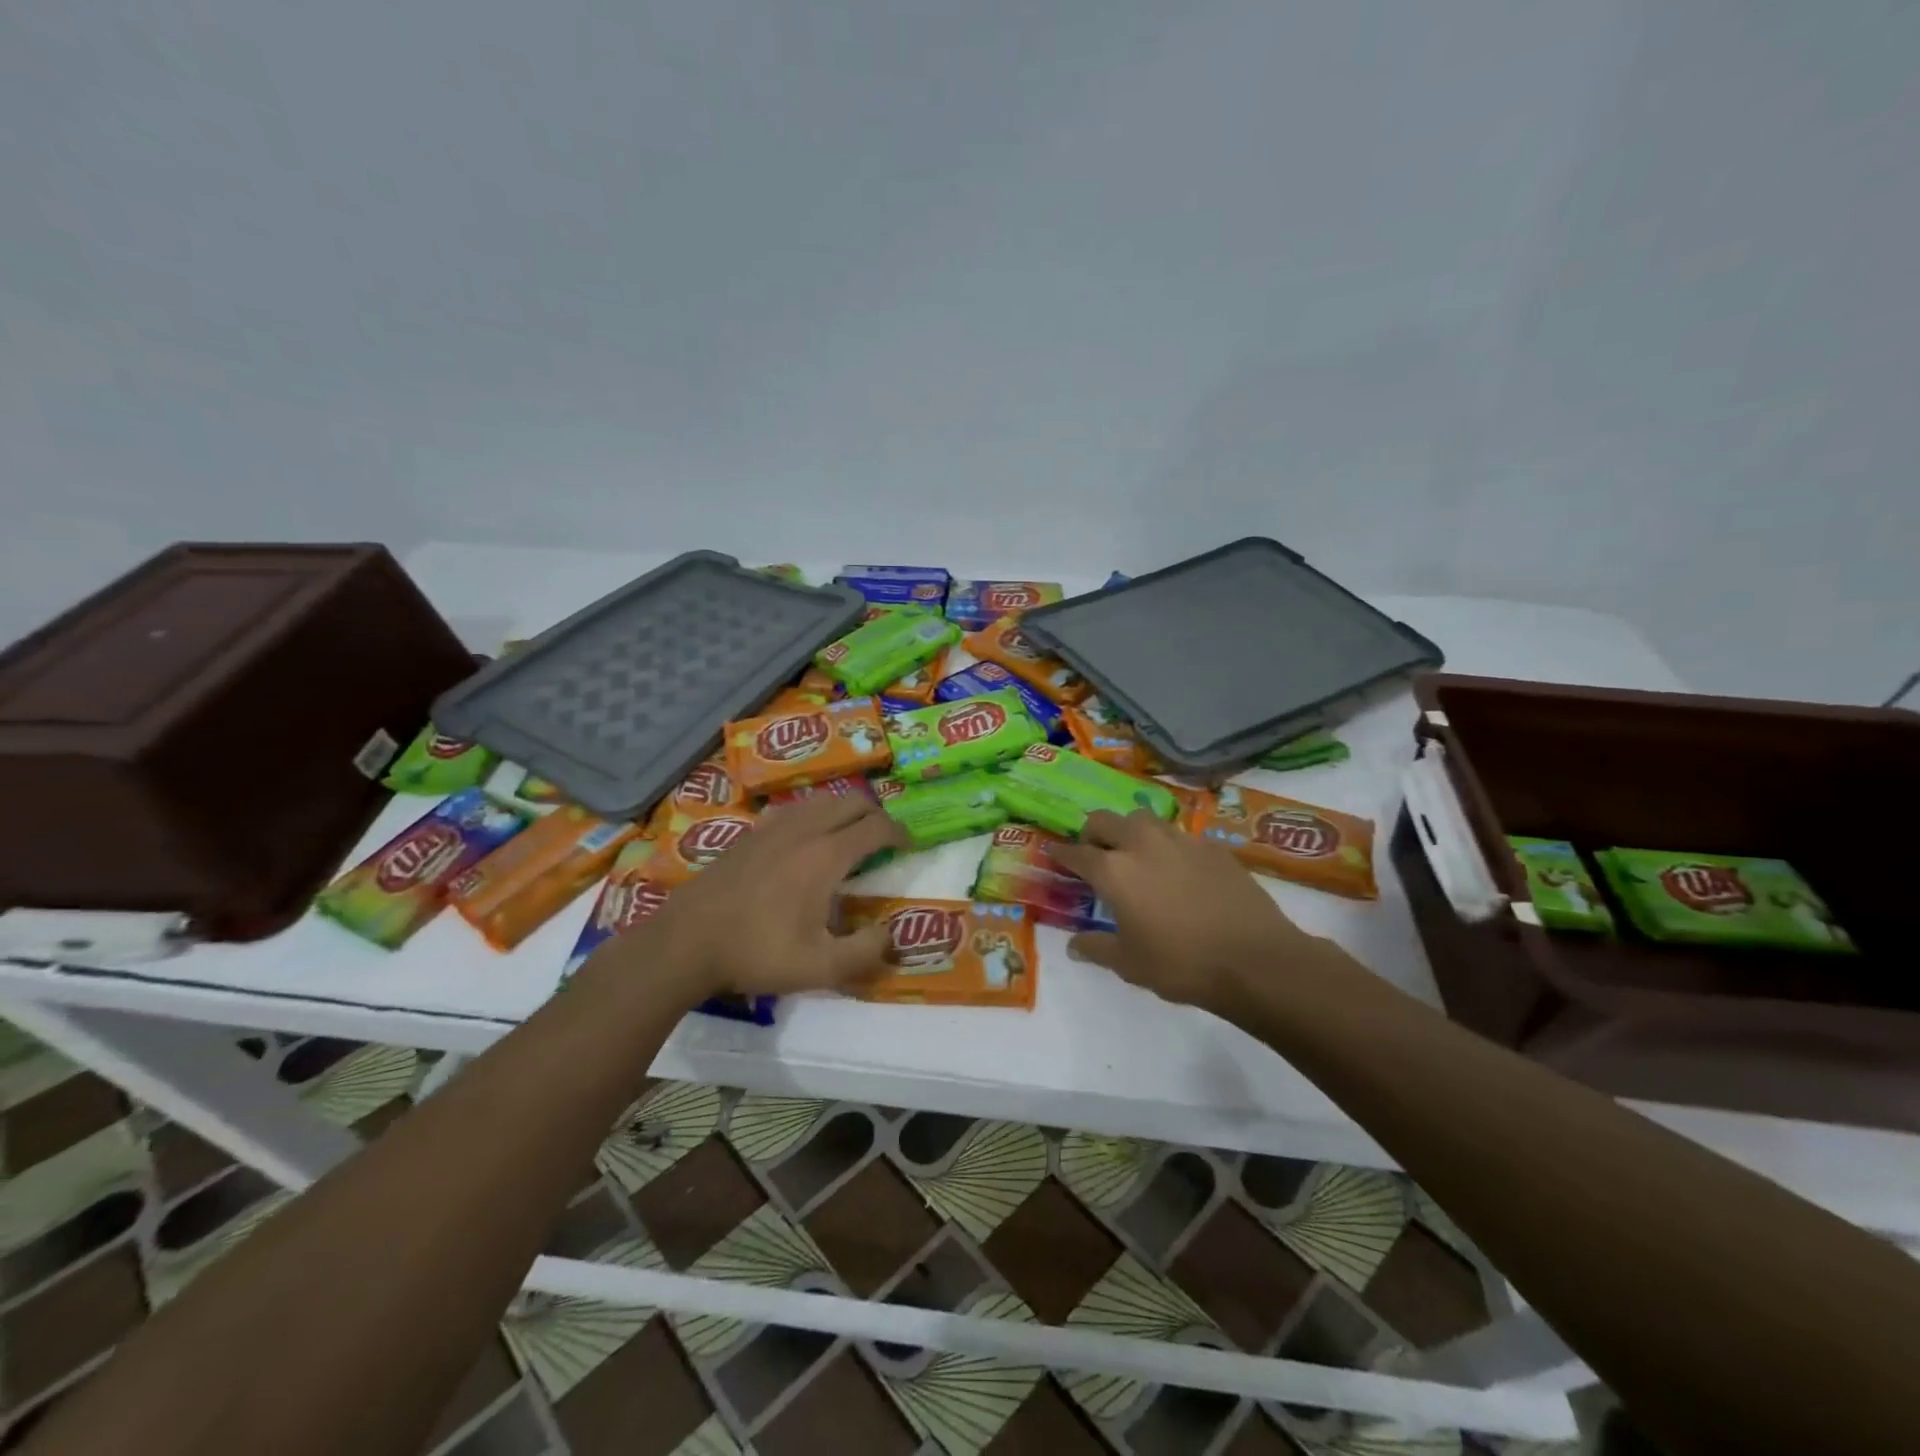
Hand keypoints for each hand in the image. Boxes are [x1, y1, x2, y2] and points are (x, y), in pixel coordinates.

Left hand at [599, 796, 905, 1003]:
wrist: (686, 942)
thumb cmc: (757, 953)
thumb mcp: (820, 967)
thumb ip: (865, 952)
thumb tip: (890, 935)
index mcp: (826, 855)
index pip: (875, 826)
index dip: (899, 832)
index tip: (908, 845)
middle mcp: (804, 830)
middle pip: (852, 802)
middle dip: (875, 814)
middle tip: (883, 839)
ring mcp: (773, 827)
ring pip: (822, 801)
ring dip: (844, 811)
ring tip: (848, 836)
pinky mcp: (750, 833)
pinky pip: (794, 809)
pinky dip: (814, 815)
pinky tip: (805, 839)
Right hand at [1048, 809, 1348, 1015]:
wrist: (1255, 959)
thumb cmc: (1181, 964)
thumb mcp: (1130, 964)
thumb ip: (1097, 948)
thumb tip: (1074, 945)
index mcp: (1113, 870)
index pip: (1076, 852)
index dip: (1061, 853)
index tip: (1054, 854)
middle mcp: (1141, 844)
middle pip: (1105, 820)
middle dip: (1093, 833)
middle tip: (1095, 854)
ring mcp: (1180, 840)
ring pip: (1143, 819)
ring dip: (1130, 831)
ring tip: (1136, 856)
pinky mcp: (1212, 846)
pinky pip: (1178, 835)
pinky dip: (1167, 846)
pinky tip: (1177, 871)